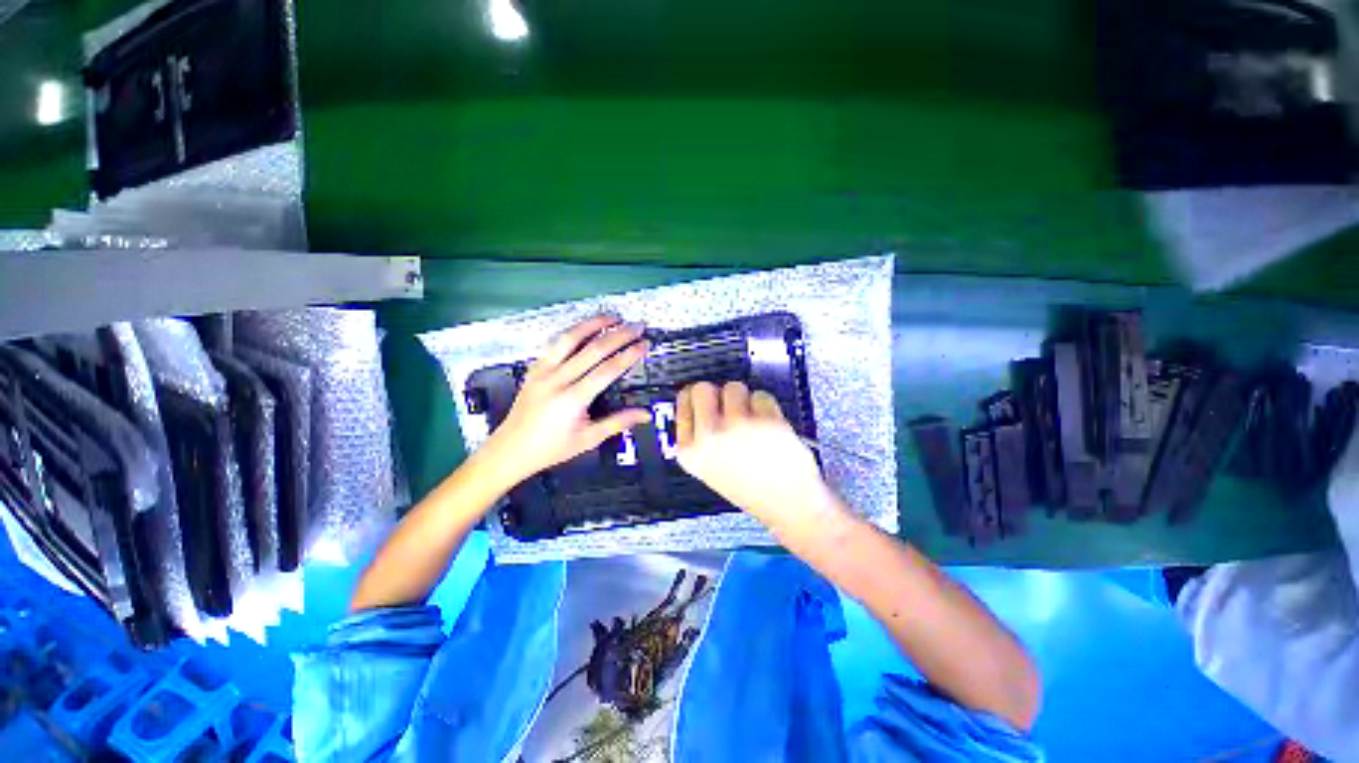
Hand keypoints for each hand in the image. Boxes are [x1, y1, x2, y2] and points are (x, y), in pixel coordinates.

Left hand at [480, 316, 650, 484]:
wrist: (510, 450)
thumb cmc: (551, 448)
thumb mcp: (588, 439)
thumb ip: (618, 423)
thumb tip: (645, 414)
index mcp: (573, 399)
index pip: (608, 369)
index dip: (629, 355)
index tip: (644, 344)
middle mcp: (558, 380)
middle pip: (593, 349)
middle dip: (619, 335)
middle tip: (636, 326)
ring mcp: (543, 371)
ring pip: (570, 339)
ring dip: (593, 324)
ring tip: (612, 317)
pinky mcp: (535, 368)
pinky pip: (555, 344)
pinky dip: (572, 333)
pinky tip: (584, 328)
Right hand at [675, 381, 845, 537]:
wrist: (788, 507)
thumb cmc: (749, 488)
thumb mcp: (708, 466)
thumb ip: (700, 434)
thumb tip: (703, 398)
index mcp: (689, 451)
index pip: (683, 400)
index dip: (698, 398)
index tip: (708, 399)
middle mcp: (708, 436)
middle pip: (703, 388)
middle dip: (718, 394)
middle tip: (730, 409)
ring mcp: (736, 426)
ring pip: (734, 387)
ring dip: (745, 400)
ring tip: (753, 424)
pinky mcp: (764, 420)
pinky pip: (761, 395)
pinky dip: (767, 407)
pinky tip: (770, 429)